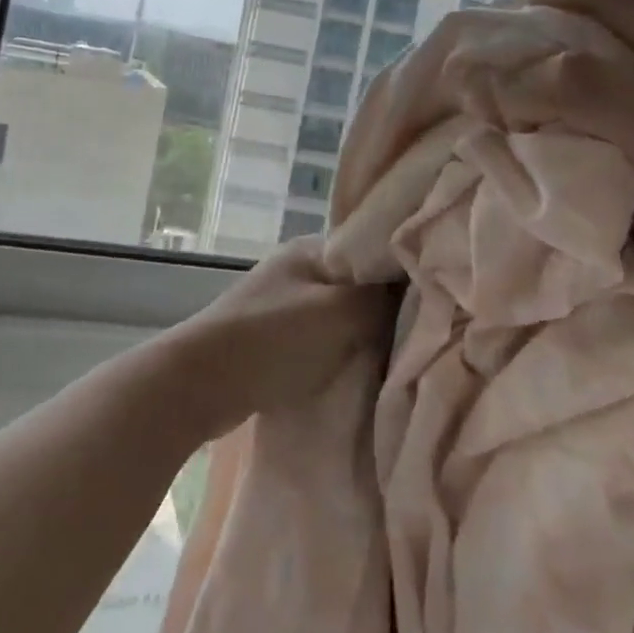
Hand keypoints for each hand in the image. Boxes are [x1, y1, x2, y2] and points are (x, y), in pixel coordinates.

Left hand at [156, 237, 395, 435]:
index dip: (404, 272)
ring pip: (339, 314)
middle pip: (357, 284)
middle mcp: (298, 268)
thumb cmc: (273, 340)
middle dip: (384, 308)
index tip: (435, 298)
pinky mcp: (273, 338)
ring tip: (394, 354)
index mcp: (313, 248)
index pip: (372, 249)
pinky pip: (321, 338)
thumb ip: (382, 298)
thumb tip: (416, 285)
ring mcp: (283, 303)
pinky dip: (338, 351)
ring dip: (361, 334)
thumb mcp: (339, 313)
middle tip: (419, 333)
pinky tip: (357, 368)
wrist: (199, 383)